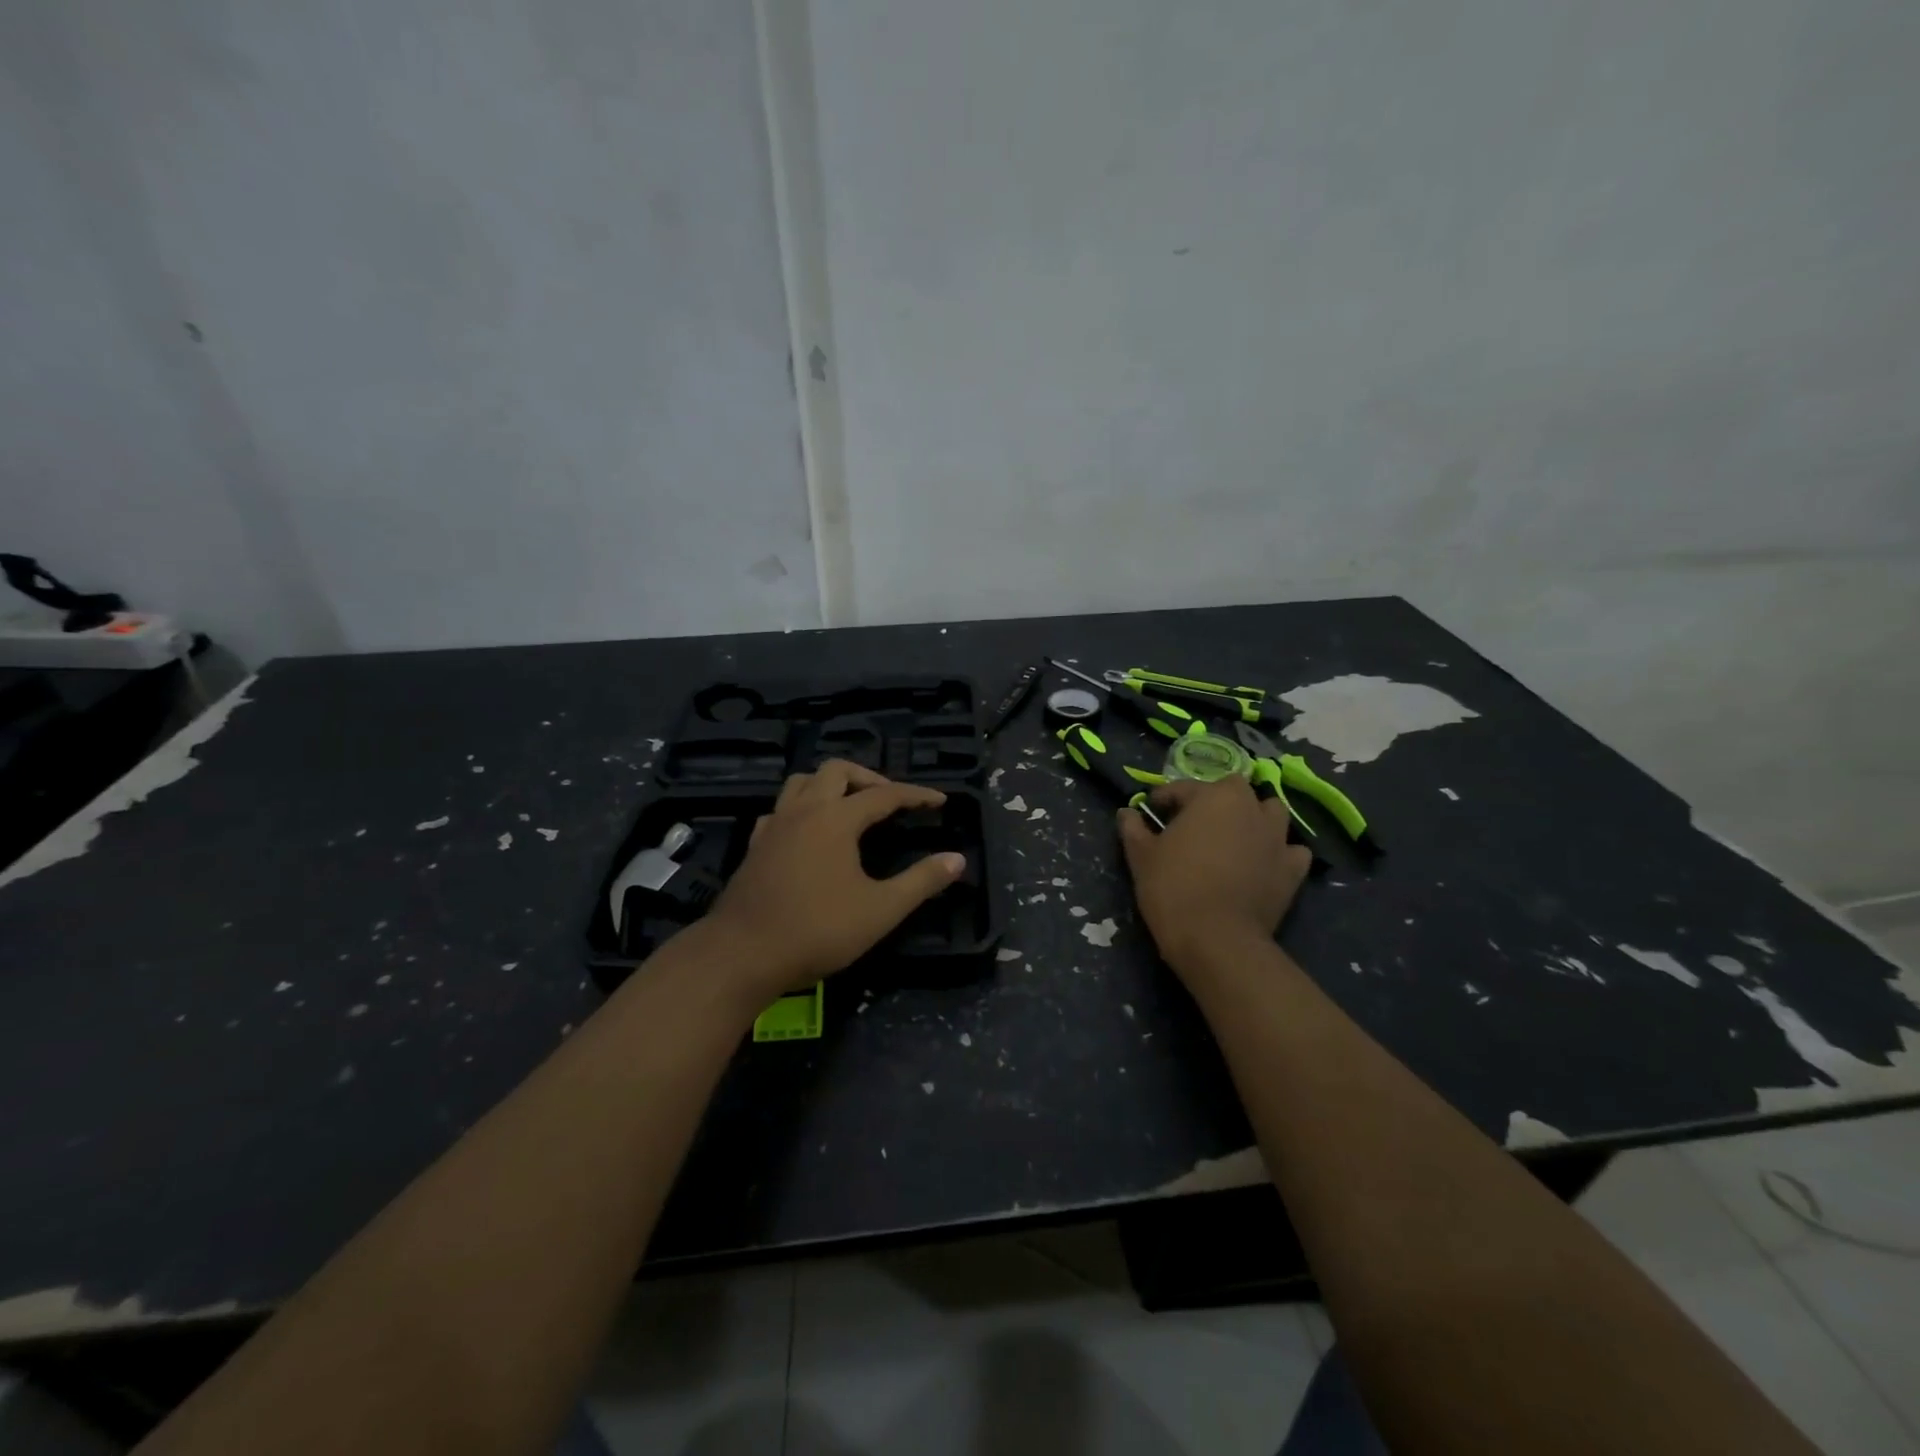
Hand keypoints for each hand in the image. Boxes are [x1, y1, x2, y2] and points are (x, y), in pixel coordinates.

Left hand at [704, 760, 965, 994]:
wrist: (742, 955)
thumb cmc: (817, 930)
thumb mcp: (880, 910)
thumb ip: (921, 881)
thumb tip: (957, 860)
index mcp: (836, 819)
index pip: (884, 795)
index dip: (916, 795)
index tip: (940, 801)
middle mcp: (804, 810)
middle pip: (837, 771)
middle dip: (869, 778)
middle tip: (890, 800)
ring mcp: (774, 825)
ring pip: (802, 782)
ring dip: (831, 785)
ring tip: (851, 807)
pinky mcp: (755, 845)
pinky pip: (780, 808)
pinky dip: (801, 808)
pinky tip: (809, 832)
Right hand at [1117, 777, 1311, 977]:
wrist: (1215, 938)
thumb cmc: (1172, 887)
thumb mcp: (1141, 855)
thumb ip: (1133, 828)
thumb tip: (1126, 812)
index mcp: (1213, 797)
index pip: (1184, 788)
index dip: (1165, 798)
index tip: (1152, 812)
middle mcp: (1250, 808)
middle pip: (1234, 790)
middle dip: (1216, 800)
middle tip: (1195, 823)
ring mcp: (1277, 838)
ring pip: (1271, 813)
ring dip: (1254, 818)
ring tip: (1234, 837)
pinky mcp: (1293, 870)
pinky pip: (1291, 850)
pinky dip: (1279, 852)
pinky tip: (1264, 864)